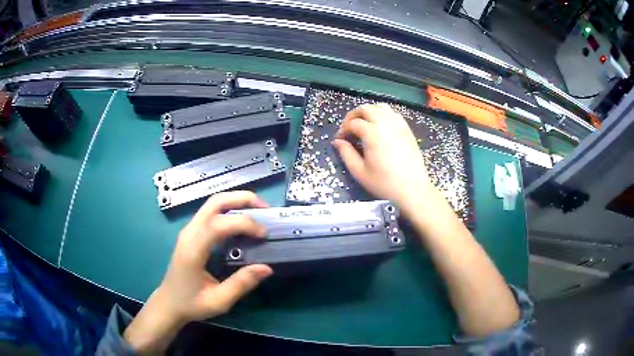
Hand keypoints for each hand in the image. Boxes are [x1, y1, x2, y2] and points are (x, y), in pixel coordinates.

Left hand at [124, 191, 272, 353]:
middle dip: (242, 199)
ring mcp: (189, 230)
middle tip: (265, 209)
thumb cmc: (191, 304)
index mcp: (193, 250)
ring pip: (213, 203)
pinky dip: (230, 209)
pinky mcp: (191, 232)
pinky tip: (242, 221)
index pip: (219, 224)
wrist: (169, 303)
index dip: (244, 223)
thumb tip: (267, 268)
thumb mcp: (218, 301)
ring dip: (237, 201)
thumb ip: (241, 284)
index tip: (264, 234)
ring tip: (258, 212)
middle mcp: (189, 233)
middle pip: (215, 202)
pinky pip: (211, 211)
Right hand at [333, 103, 432, 212]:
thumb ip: (346, 154)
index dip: (343, 130)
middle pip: (365, 108)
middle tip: (349, 129)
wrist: (412, 189)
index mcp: (372, 132)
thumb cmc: (384, 183)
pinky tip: (380, 127)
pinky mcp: (407, 129)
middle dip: (353, 116)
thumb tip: (338, 142)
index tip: (340, 140)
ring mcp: (398, 124)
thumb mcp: (360, 172)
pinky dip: (383, 114)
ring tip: (364, 125)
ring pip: (380, 107)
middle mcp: (385, 122)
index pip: (352, 123)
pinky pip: (393, 113)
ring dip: (369, 112)